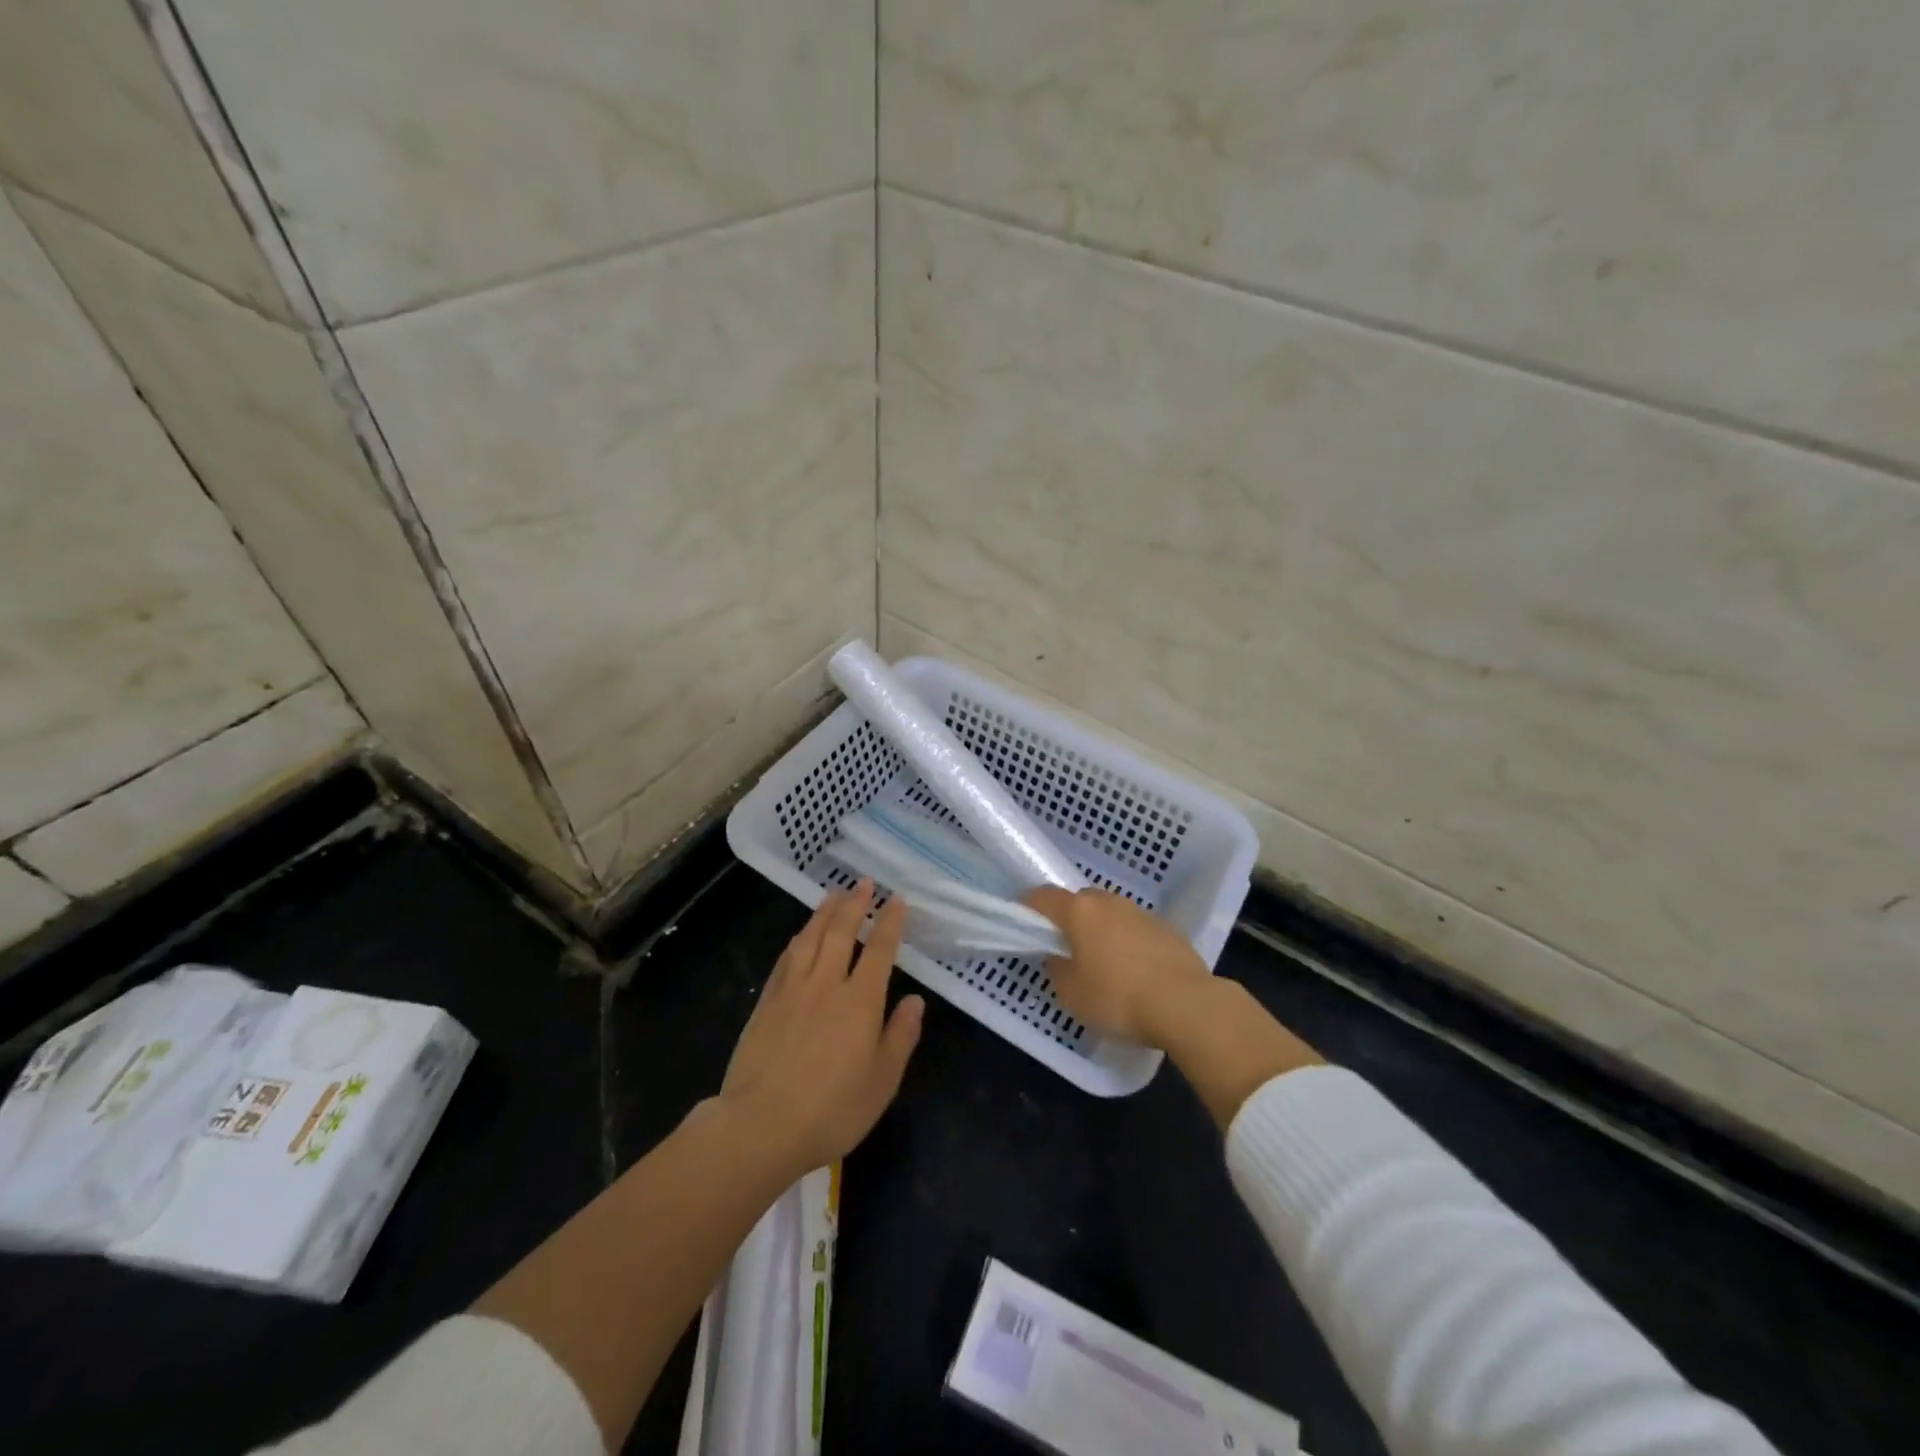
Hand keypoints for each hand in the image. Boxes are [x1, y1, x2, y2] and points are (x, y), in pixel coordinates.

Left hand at [719, 881, 923, 1177]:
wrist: (761, 1125)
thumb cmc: (832, 1109)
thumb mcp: (881, 1081)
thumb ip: (900, 1036)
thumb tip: (916, 1001)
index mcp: (860, 1000)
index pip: (879, 950)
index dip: (890, 922)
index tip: (897, 900)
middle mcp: (826, 984)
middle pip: (841, 932)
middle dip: (855, 904)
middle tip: (863, 883)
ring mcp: (792, 990)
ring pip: (810, 938)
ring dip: (824, 912)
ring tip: (834, 895)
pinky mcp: (766, 1002)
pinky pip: (786, 958)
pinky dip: (798, 939)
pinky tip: (800, 935)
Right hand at [1028, 886, 1322, 1125]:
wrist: (1188, 1005)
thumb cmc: (1119, 999)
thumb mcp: (1073, 994)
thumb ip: (1057, 969)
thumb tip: (1058, 956)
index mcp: (1080, 912)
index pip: (1044, 896)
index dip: (1029, 907)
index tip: (1023, 922)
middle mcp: (1109, 902)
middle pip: (1079, 901)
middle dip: (1069, 919)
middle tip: (1065, 948)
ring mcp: (1142, 913)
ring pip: (1111, 914)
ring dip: (1101, 930)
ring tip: (1102, 962)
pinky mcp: (1168, 929)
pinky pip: (1136, 929)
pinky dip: (1128, 942)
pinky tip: (1134, 970)